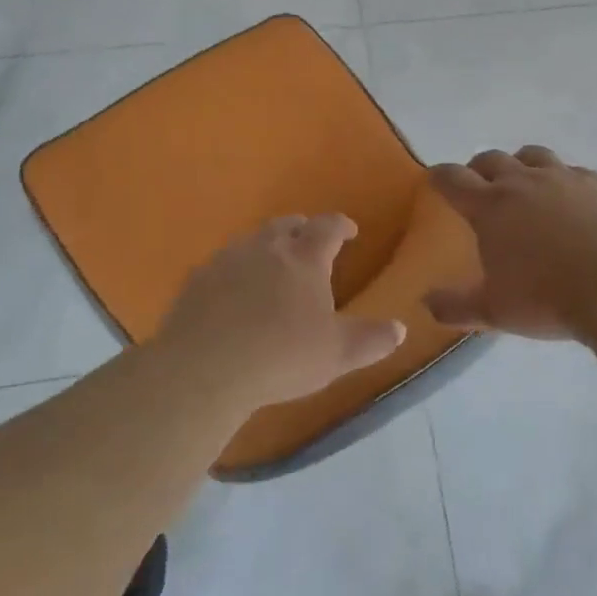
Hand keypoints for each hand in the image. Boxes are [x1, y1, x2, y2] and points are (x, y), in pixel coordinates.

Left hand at [155, 213, 406, 407]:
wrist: (203, 370)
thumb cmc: (282, 356)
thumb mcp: (338, 354)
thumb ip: (372, 340)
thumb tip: (400, 328)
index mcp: (305, 257)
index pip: (328, 227)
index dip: (341, 225)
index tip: (350, 232)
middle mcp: (266, 248)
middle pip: (286, 224)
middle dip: (302, 229)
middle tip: (310, 244)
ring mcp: (227, 260)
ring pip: (252, 240)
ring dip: (267, 246)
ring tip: (273, 266)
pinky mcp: (196, 280)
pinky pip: (222, 264)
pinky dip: (235, 270)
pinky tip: (233, 292)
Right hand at [425, 147, 596, 339]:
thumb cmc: (548, 298)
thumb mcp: (495, 312)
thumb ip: (457, 307)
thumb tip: (426, 303)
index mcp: (491, 207)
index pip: (453, 179)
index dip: (439, 177)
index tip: (434, 180)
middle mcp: (525, 182)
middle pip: (492, 159)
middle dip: (478, 168)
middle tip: (477, 185)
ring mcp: (565, 178)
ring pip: (534, 155)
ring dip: (521, 164)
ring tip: (524, 183)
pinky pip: (574, 172)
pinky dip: (563, 180)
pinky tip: (571, 200)